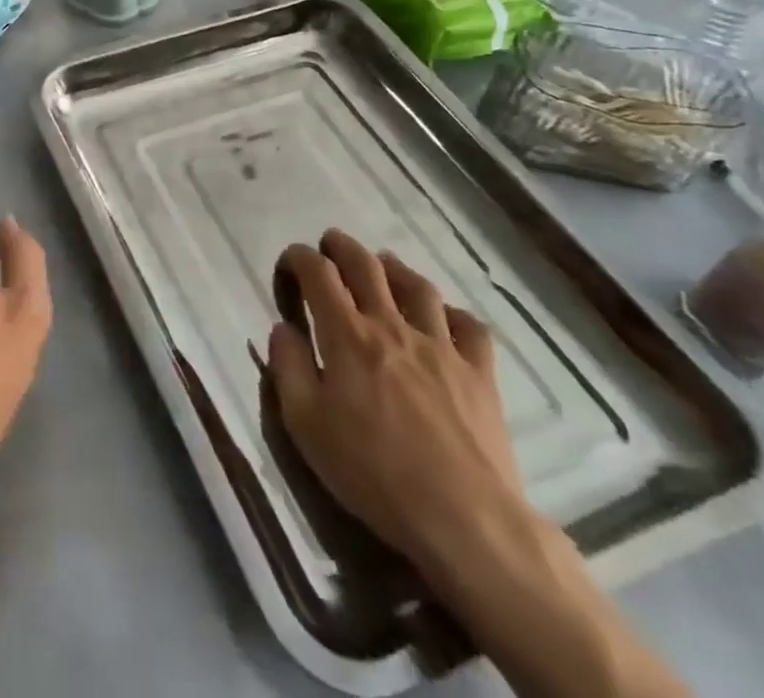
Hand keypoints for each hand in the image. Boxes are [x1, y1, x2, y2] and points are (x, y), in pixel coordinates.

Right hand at [265, 229, 527, 578]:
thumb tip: (283, 328)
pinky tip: (442, 318)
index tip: (290, 261)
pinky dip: (452, 313)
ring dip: (394, 268)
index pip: (318, 274)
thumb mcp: (305, 424)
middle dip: (343, 247)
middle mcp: (392, 326)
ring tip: (383, 266)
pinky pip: (469, 327)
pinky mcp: (480, 374)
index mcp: (347, 334)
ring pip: (417, 286)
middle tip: (330, 244)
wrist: (465, 519)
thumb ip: (287, 366)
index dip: (300, 257)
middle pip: (366, 266)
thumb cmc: (372, 471)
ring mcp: (441, 346)